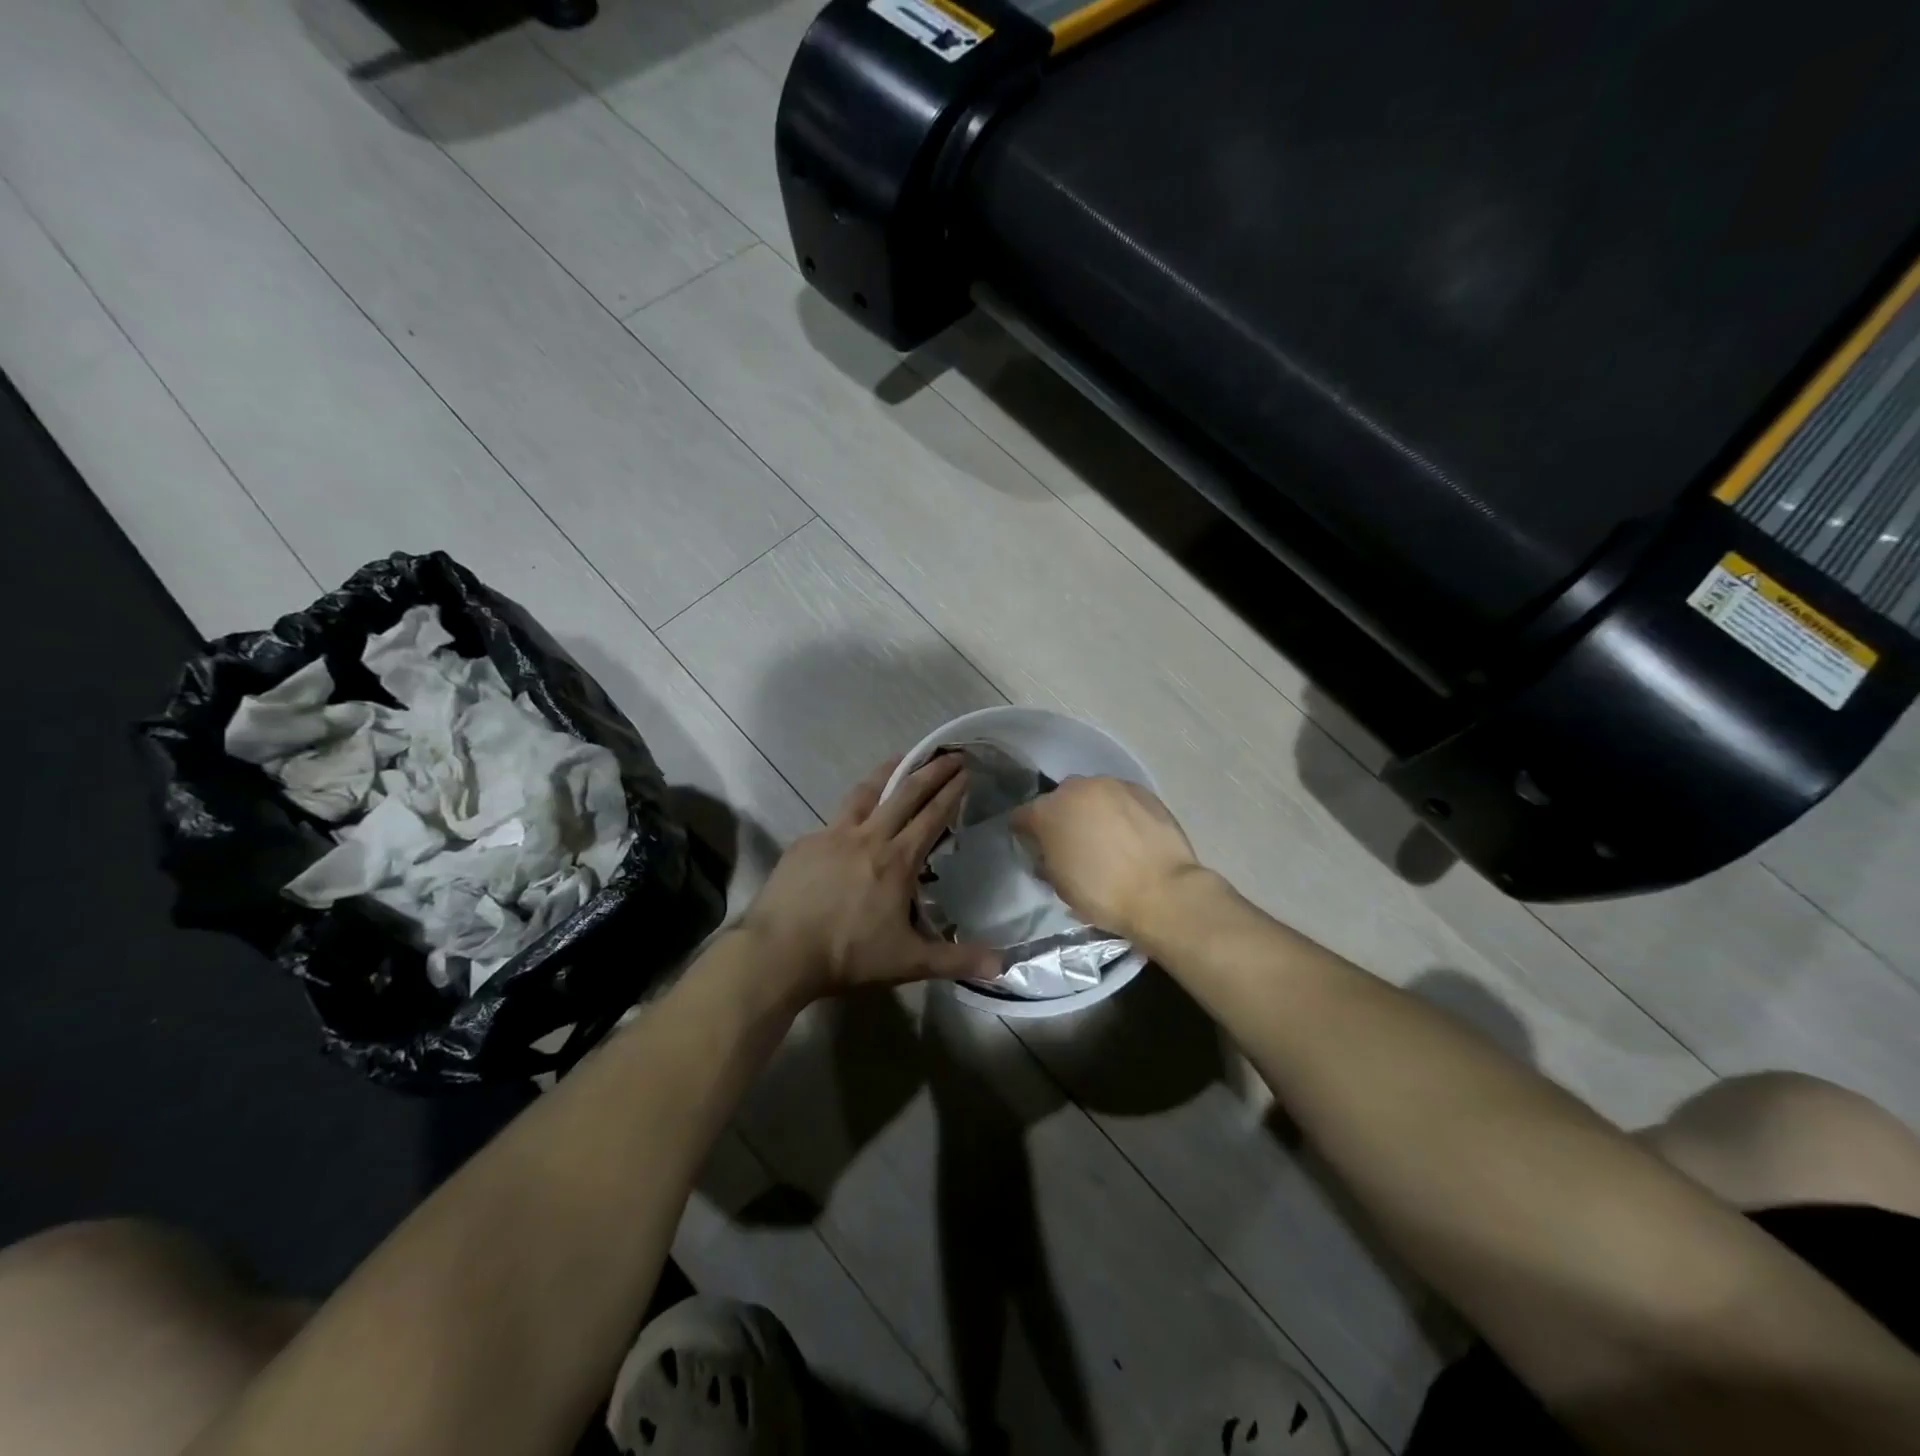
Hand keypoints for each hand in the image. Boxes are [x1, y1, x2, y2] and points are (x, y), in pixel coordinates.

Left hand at [742, 754, 1000, 1000]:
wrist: (778, 952)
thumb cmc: (847, 955)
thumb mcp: (908, 962)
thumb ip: (955, 960)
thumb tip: (1003, 966)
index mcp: (897, 860)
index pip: (931, 817)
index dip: (951, 792)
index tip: (965, 770)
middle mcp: (868, 837)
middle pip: (904, 794)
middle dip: (929, 771)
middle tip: (948, 754)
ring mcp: (832, 836)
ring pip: (864, 794)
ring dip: (886, 773)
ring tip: (899, 759)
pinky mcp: (805, 843)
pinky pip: (833, 820)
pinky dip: (850, 812)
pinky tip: (850, 821)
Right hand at [1010, 776, 1201, 941]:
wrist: (1163, 891)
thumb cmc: (1102, 894)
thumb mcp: (1059, 884)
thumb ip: (1046, 859)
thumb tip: (1049, 852)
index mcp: (1047, 812)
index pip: (1021, 816)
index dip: (1025, 834)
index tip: (1036, 849)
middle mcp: (1075, 789)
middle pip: (1058, 800)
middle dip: (1061, 817)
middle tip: (1074, 843)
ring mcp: (1110, 785)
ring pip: (1091, 794)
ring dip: (1091, 811)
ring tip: (1106, 836)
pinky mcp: (1141, 789)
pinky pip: (1120, 797)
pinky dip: (1119, 811)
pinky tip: (1130, 833)